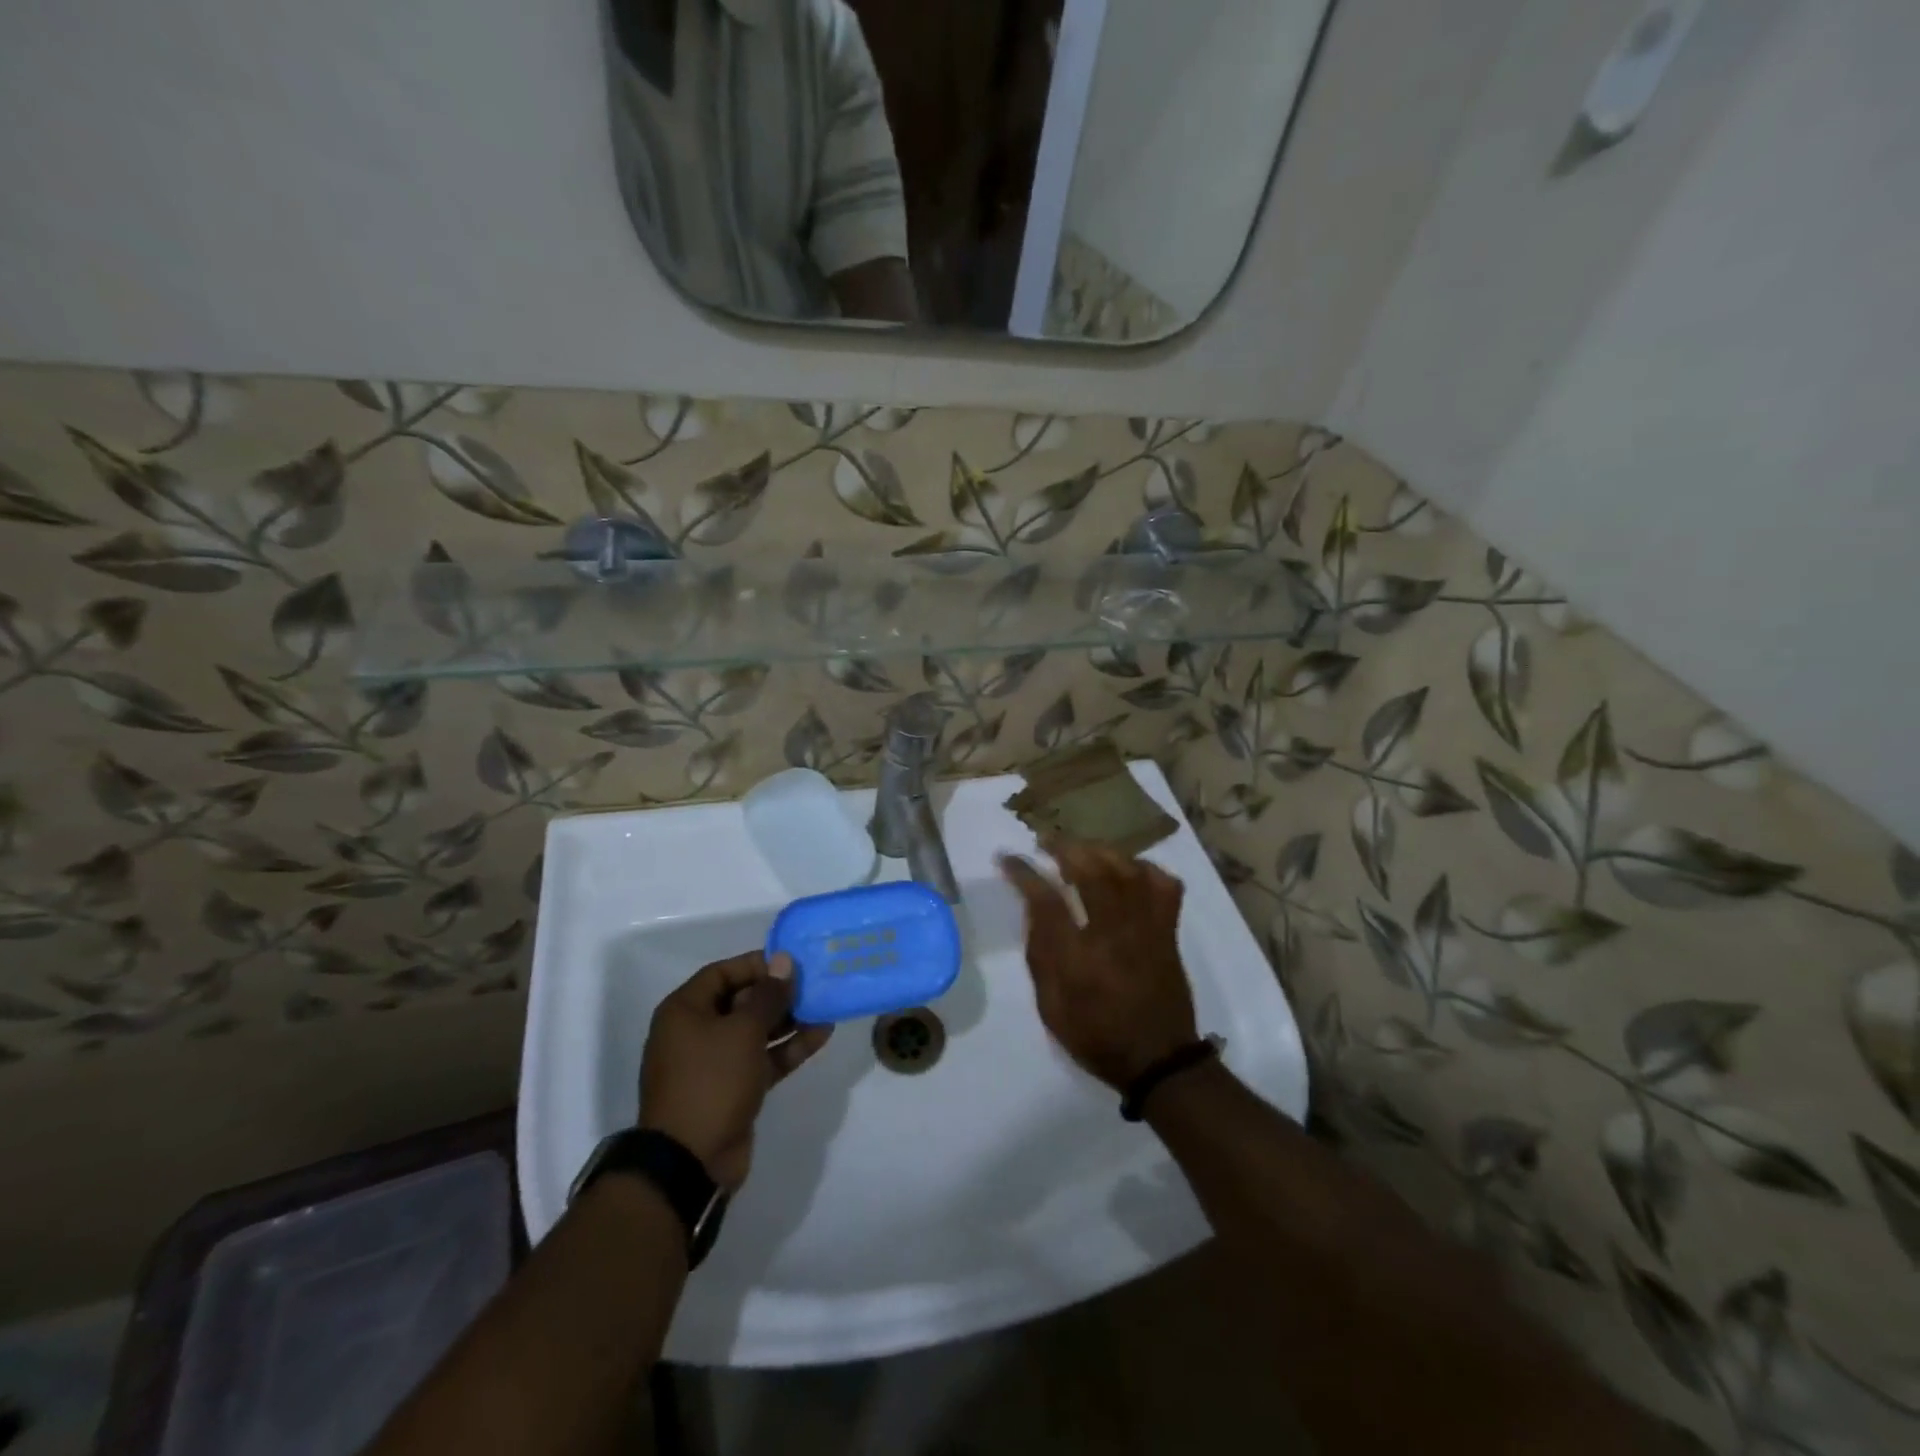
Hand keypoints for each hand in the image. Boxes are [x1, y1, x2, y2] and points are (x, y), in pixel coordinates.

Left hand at [639, 952, 831, 1192]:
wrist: (690, 1162)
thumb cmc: (711, 1081)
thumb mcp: (743, 1031)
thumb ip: (768, 995)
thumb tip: (783, 961)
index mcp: (685, 1011)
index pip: (722, 972)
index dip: (757, 964)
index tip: (792, 962)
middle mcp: (696, 1032)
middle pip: (741, 1001)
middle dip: (778, 993)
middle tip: (814, 983)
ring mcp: (714, 1063)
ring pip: (756, 1031)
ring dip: (789, 1020)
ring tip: (825, 1006)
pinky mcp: (733, 1088)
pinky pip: (762, 1058)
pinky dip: (788, 1048)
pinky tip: (821, 1034)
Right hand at [999, 844, 1198, 1091]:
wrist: (1159, 1061)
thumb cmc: (1097, 1037)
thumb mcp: (1051, 1008)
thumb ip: (1041, 957)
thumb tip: (1035, 911)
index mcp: (1079, 958)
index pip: (1047, 900)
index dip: (1024, 873)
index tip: (1007, 858)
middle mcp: (1114, 934)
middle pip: (1091, 871)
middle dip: (1063, 848)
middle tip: (1045, 841)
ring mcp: (1147, 928)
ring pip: (1127, 870)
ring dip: (1100, 851)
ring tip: (1081, 848)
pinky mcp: (1168, 931)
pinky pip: (1164, 886)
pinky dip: (1146, 870)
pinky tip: (1129, 870)